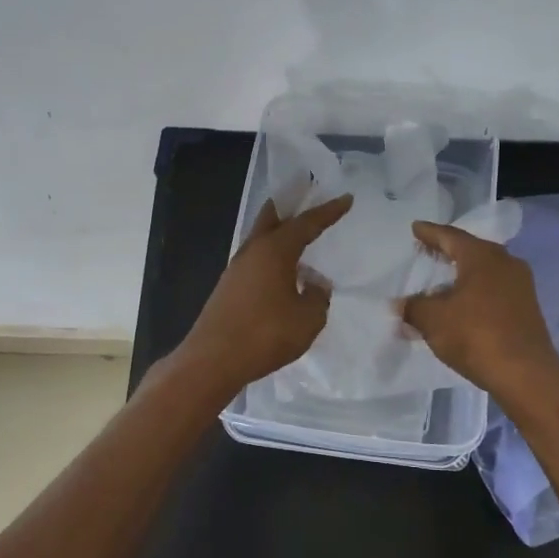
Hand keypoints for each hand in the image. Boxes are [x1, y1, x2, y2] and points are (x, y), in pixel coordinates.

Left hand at [176, 193, 353, 395]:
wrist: (212, 360)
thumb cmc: (265, 334)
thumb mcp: (307, 319)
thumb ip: (317, 297)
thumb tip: (314, 284)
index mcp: (274, 250)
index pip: (306, 223)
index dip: (328, 211)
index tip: (345, 198)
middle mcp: (252, 251)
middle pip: (272, 217)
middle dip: (290, 206)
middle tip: (307, 196)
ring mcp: (236, 269)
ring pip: (260, 238)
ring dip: (279, 232)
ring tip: (299, 235)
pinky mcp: (228, 288)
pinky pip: (255, 260)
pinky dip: (271, 255)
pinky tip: (282, 271)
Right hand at [398, 220, 558, 405]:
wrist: (526, 374)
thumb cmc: (475, 335)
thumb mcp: (433, 320)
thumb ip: (413, 307)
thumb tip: (400, 304)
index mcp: (482, 256)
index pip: (450, 236)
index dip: (430, 233)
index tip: (416, 228)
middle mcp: (505, 262)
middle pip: (470, 250)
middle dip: (447, 251)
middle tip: (427, 250)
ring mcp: (520, 285)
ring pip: (484, 271)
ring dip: (462, 274)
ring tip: (442, 280)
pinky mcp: (527, 308)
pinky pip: (494, 290)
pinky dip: (475, 291)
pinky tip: (462, 305)